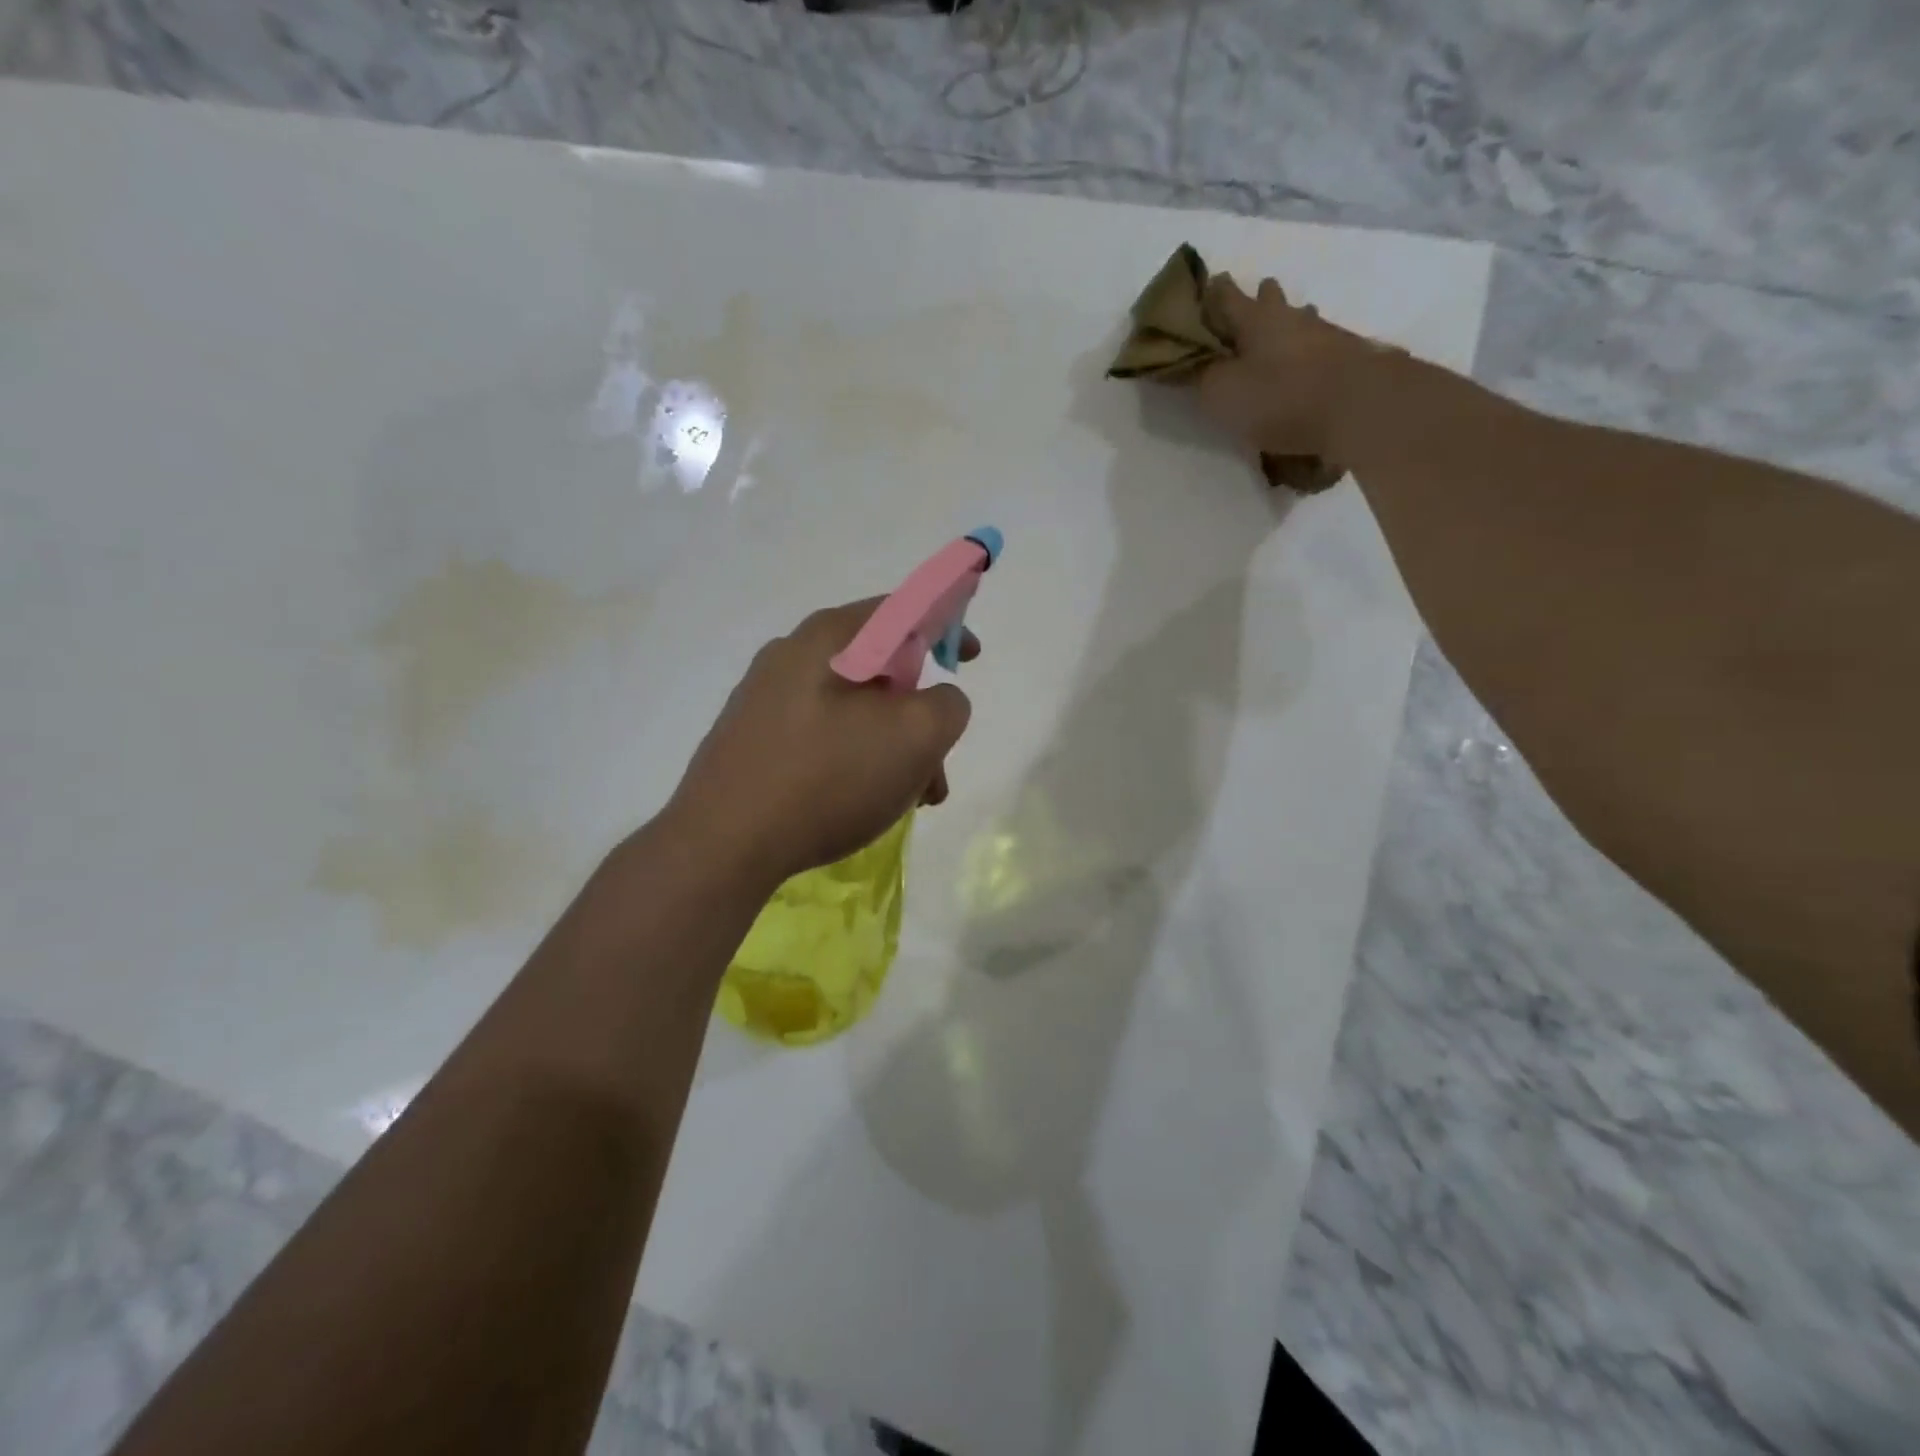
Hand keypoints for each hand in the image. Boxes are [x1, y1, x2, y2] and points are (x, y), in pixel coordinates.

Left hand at [665, 600, 975, 888]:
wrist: (722, 845)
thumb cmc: (828, 778)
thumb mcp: (916, 736)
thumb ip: (947, 704)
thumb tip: (936, 701)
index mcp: (831, 638)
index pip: (902, 608)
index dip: (947, 623)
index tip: (969, 659)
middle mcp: (793, 654)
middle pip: (880, 667)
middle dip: (921, 713)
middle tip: (938, 764)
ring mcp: (765, 697)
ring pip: (854, 709)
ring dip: (893, 746)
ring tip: (908, 800)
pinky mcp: (751, 738)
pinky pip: (822, 734)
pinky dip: (856, 759)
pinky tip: (862, 803)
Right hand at [1194, 275, 1383, 462]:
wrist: (1357, 406)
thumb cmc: (1279, 397)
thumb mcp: (1222, 394)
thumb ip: (1203, 379)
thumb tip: (1194, 366)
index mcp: (1254, 320)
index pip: (1228, 297)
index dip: (1215, 292)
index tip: (1210, 282)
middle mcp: (1290, 319)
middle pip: (1272, 301)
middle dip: (1261, 296)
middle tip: (1256, 296)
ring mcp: (1325, 335)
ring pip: (1302, 320)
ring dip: (1292, 320)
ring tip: (1287, 327)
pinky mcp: (1348, 358)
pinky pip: (1321, 347)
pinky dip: (1310, 351)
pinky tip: (1310, 361)